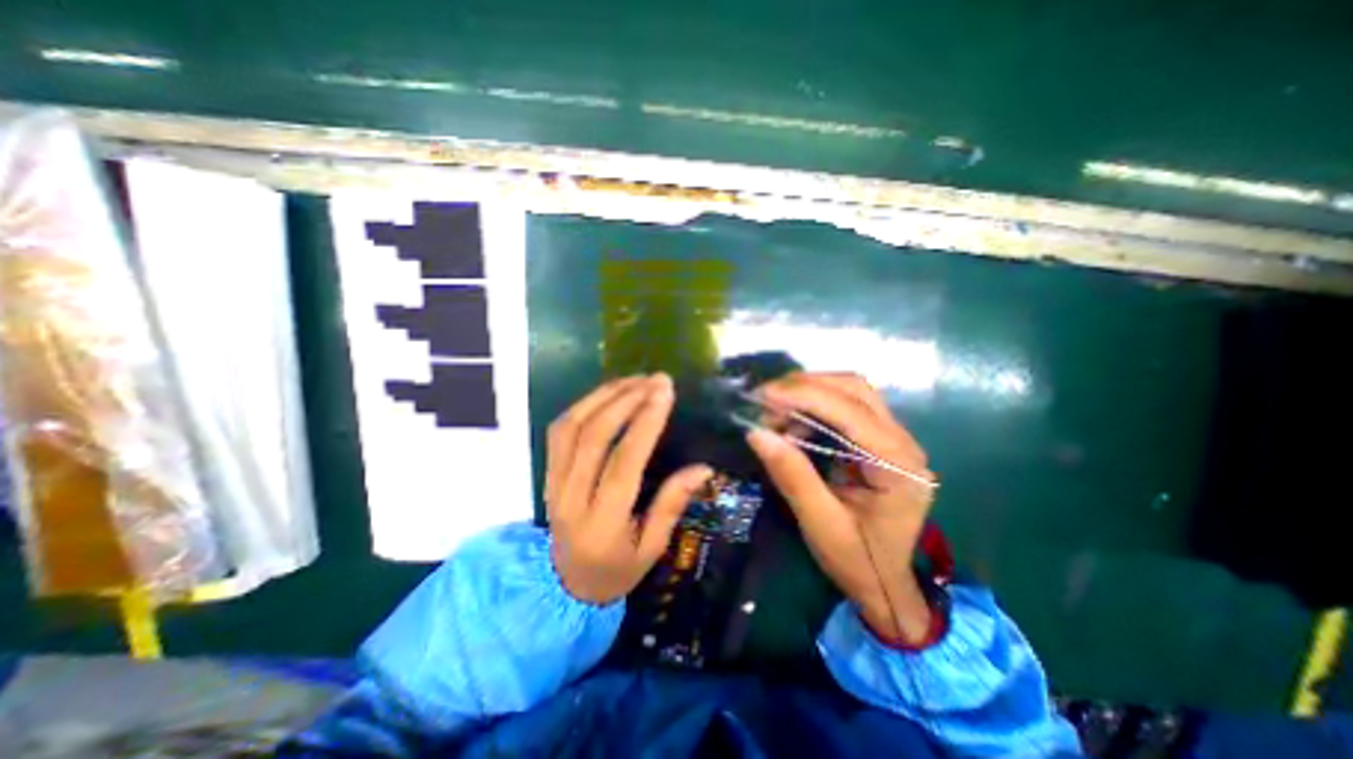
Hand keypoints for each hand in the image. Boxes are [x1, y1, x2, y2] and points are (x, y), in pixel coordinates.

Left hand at [549, 372, 716, 604]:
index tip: (665, 393)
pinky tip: (608, 393)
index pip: (623, 462)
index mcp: (602, 523)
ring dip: (604, 396)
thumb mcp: (652, 549)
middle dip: (627, 400)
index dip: (645, 423)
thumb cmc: (617, 570)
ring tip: (635, 379)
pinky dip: (584, 404)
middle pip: (594, 437)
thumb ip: (673, 505)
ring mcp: (553, 482)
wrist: (566, 587)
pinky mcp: (547, 473)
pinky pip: (559, 430)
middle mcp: (571, 497)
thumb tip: (703, 468)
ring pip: (572, 426)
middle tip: (656, 380)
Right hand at [744, 369, 937, 643]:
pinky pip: (847, 407)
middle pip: (856, 389)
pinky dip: (814, 407)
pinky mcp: (880, 441)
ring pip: (852, 392)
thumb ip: (791, 475)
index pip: (851, 411)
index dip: (805, 395)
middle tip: (766, 399)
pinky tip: (794, 425)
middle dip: (806, 386)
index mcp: (897, 466)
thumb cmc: (857, 561)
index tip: (763, 395)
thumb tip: (756, 432)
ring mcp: (895, 439)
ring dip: (809, 393)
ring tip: (775, 412)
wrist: (886, 584)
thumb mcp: (819, 523)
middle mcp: (903, 442)